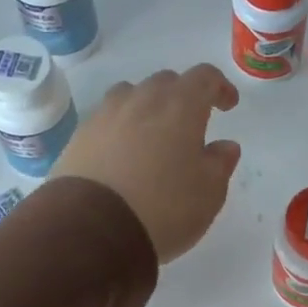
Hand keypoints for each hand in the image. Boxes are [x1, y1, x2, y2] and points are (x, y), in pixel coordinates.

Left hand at [52, 65, 241, 262]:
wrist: (93, 229)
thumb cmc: (164, 207)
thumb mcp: (209, 193)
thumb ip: (221, 163)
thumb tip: (225, 146)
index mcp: (180, 106)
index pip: (204, 77)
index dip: (219, 87)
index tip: (227, 105)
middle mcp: (141, 100)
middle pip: (166, 82)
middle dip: (182, 96)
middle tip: (190, 125)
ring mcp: (106, 115)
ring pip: (131, 95)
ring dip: (147, 107)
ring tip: (153, 135)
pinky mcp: (80, 136)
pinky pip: (107, 119)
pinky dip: (120, 128)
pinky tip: (123, 155)